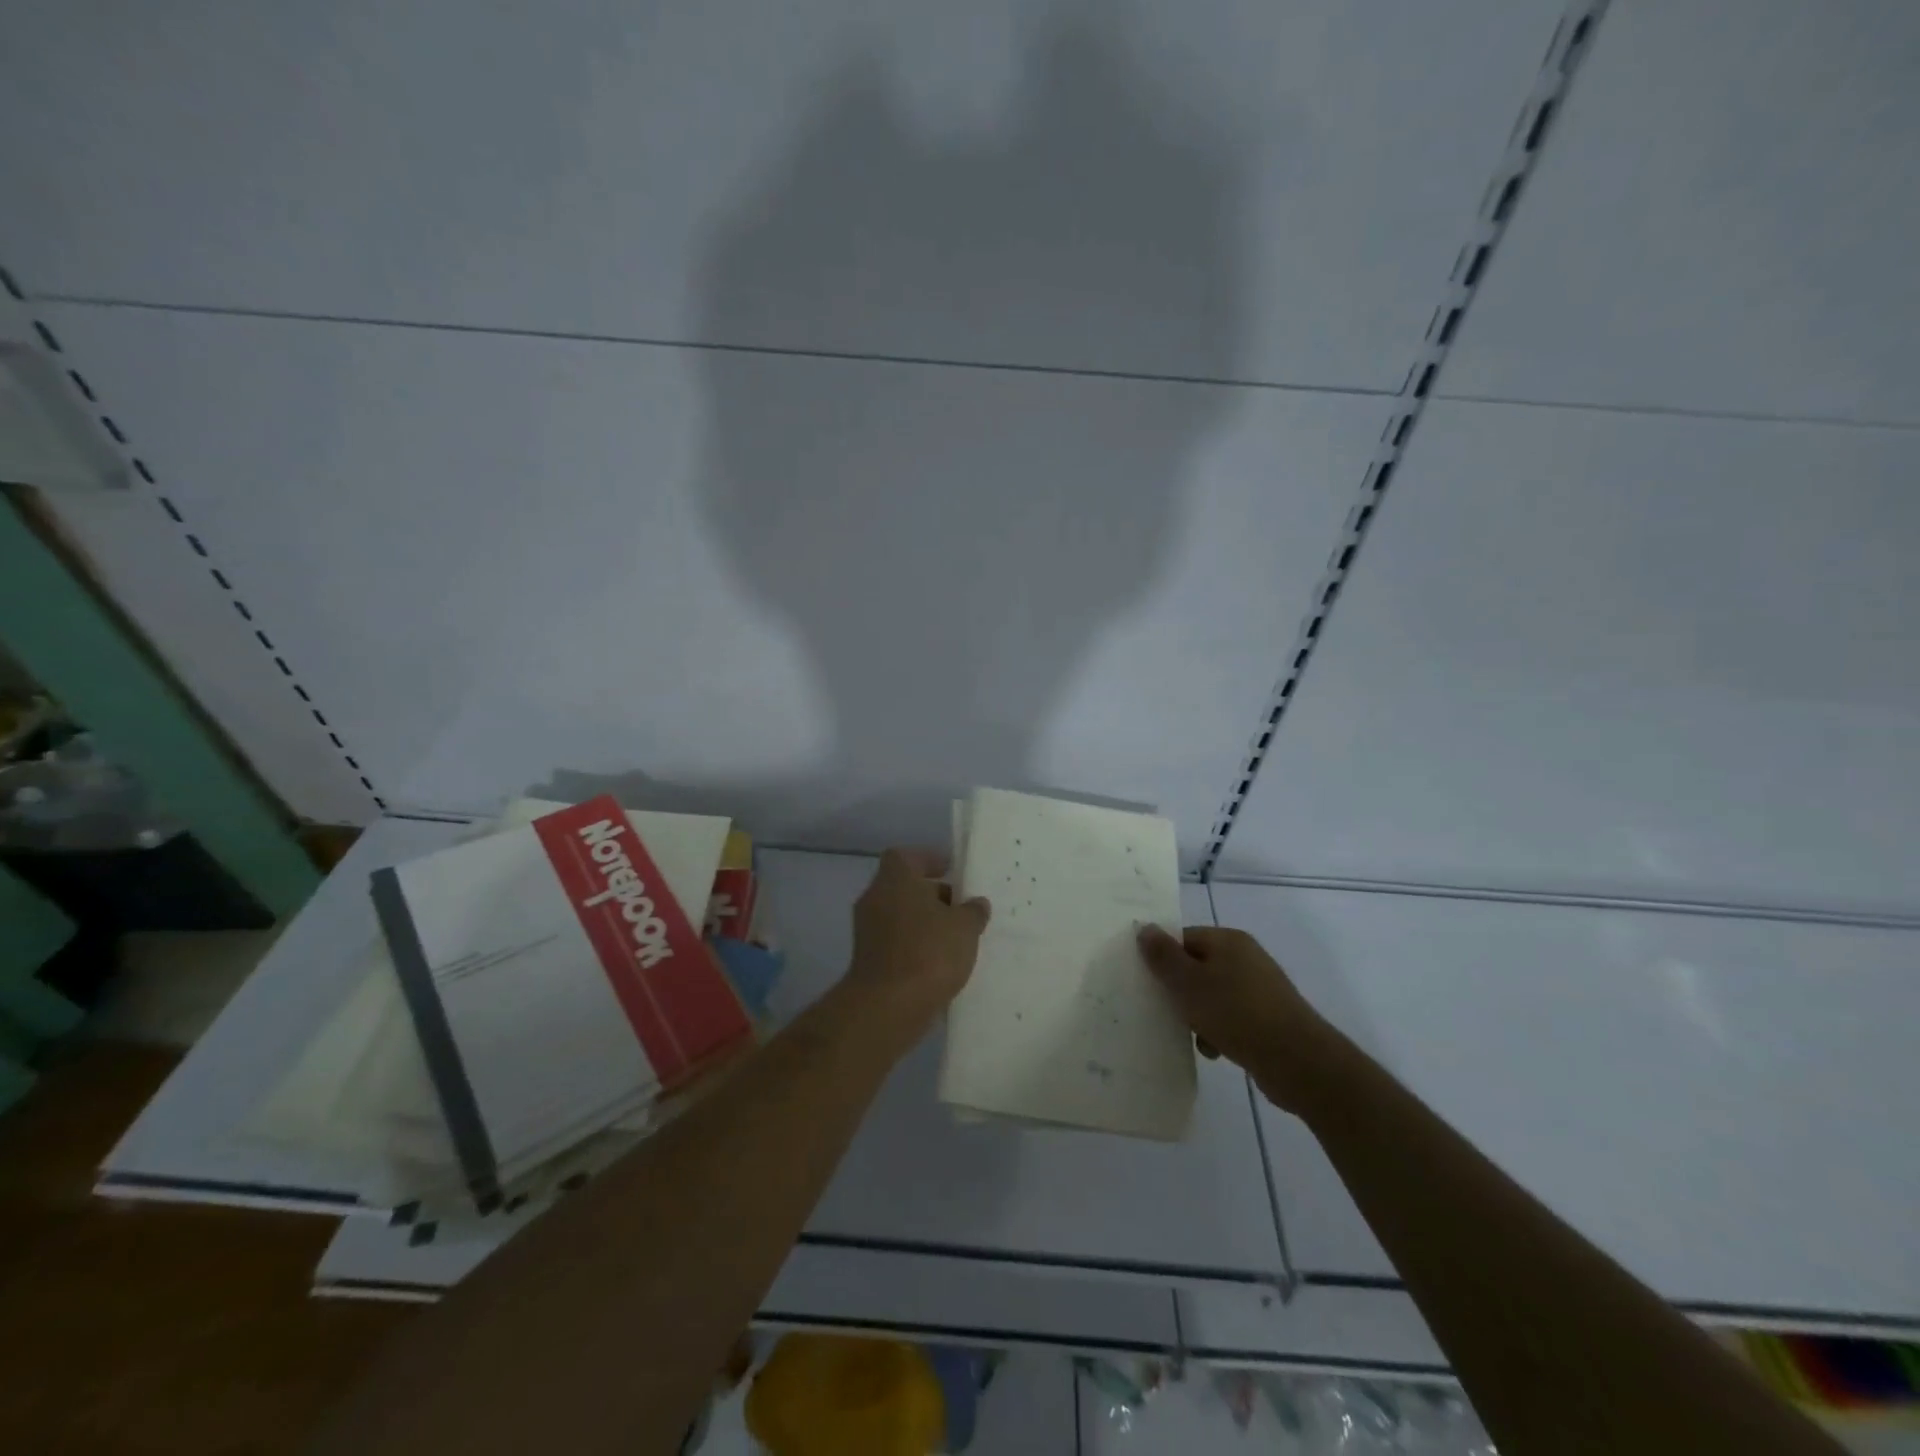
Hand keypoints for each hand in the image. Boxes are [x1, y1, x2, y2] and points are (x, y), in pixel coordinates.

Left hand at [846, 850, 990, 1041]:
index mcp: (895, 879)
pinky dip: (916, 947)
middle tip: (962, 908)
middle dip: (933, 896)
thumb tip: (976, 904)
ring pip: (901, 917)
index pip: (906, 856)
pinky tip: (941, 963)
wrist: (888, 1006)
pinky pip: (897, 943)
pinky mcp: (868, 960)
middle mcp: (875, 899)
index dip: (928, 860)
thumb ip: (973, 911)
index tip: (951, 871)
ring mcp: (867, 931)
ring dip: (925, 924)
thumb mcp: (965, 927)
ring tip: (957, 938)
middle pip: (904, 887)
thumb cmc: (928, 952)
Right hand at [1137, 925, 1339, 1113]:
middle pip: (1197, 966)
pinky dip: (1218, 1030)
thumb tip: (1145, 927)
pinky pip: (1231, 1016)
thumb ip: (1163, 956)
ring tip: (1193, 1036)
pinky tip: (1214, 1050)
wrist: (1297, 1061)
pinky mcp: (1268, 1017)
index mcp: (1228, 940)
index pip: (1184, 938)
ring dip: (1198, 1015)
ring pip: (1213, 994)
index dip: (1163, 958)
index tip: (1148, 982)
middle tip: (1165, 1010)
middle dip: (1180, 990)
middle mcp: (1246, 957)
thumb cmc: (1235, 1012)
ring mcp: (1260, 988)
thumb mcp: (1189, 982)